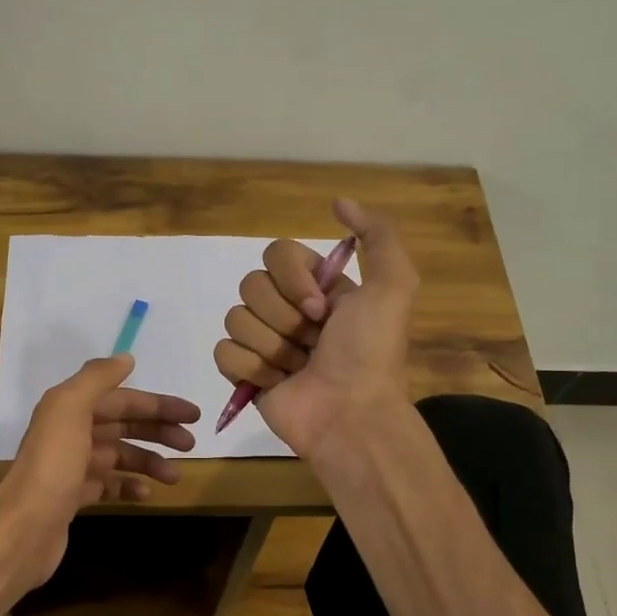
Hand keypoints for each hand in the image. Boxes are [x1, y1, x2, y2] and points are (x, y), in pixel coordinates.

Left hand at [0, 354, 199, 594]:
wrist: (24, 529)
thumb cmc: (52, 466)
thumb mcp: (69, 409)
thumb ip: (96, 379)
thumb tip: (126, 359)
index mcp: (69, 409)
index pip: (122, 399)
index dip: (157, 404)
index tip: (193, 415)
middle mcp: (70, 433)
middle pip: (123, 426)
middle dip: (158, 431)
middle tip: (190, 444)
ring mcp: (72, 467)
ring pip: (119, 456)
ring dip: (149, 462)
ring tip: (174, 476)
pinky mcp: (74, 497)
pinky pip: (109, 485)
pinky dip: (129, 486)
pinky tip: (145, 494)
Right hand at [214, 197, 418, 458]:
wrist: (350, 413)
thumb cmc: (369, 352)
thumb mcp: (393, 286)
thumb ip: (378, 235)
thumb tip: (339, 202)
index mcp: (316, 287)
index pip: (276, 254)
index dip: (293, 279)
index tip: (320, 308)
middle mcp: (288, 310)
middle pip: (251, 285)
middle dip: (283, 317)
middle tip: (311, 342)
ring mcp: (264, 342)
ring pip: (235, 318)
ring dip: (271, 346)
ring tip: (297, 368)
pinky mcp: (244, 373)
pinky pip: (224, 351)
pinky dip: (250, 367)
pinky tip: (276, 382)